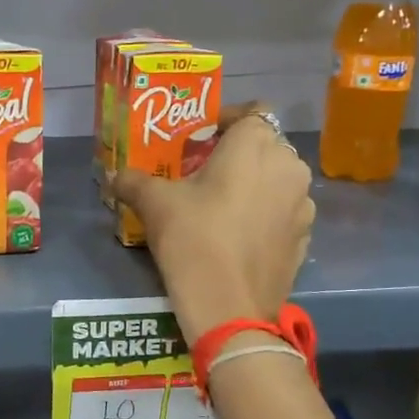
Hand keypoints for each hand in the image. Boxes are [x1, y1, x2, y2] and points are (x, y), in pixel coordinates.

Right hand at [114, 111, 313, 344]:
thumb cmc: (193, 239)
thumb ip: (133, 181)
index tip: (201, 139)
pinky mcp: (304, 238)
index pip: (251, 112)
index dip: (227, 120)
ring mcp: (303, 205)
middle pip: (265, 146)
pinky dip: (266, 215)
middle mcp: (289, 166)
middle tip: (204, 173)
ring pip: (278, 180)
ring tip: (223, 206)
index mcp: (256, 145)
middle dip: (238, 154)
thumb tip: (113, 175)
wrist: (229, 306)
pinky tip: (239, 236)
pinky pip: (284, 212)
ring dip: (255, 184)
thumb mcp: (154, 204)